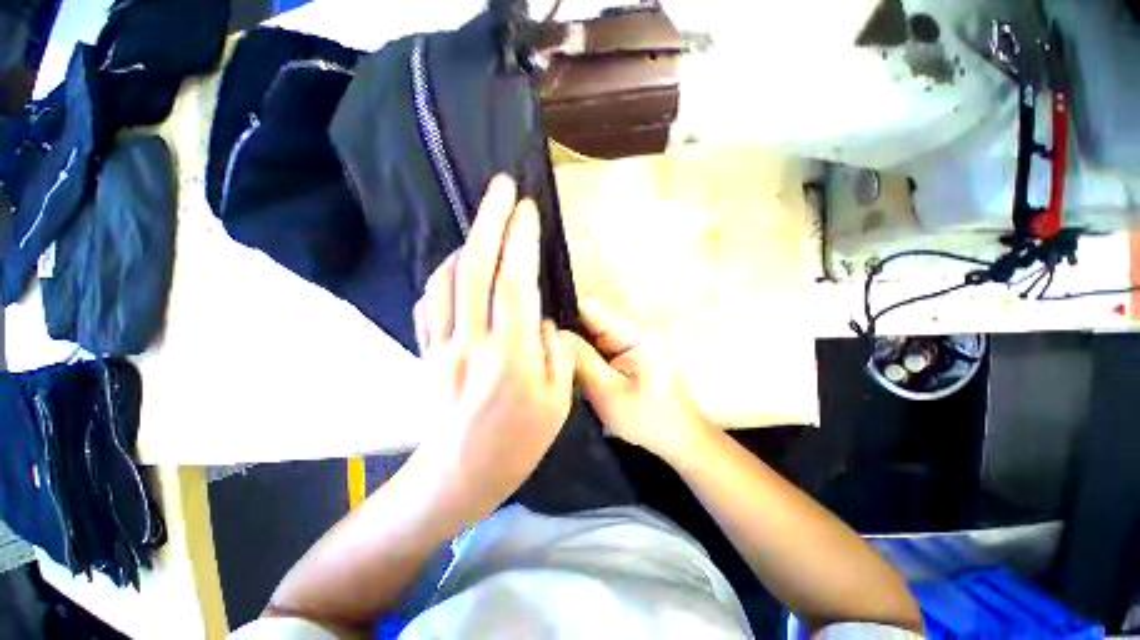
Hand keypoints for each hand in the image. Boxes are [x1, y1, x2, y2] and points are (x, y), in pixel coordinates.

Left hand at [412, 175, 574, 520]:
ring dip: (466, 244)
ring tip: (484, 227)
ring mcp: (442, 347)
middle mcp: (473, 344)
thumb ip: (556, 350)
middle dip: (489, 220)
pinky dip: (444, 275)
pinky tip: (459, 268)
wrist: (460, 476)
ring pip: (446, 279)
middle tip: (501, 187)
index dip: (521, 240)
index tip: (527, 208)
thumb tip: (542, 317)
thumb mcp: (560, 400)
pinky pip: (429, 302)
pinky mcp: (425, 354)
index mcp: (513, 357)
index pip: (516, 283)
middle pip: (476, 267)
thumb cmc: (520, 443)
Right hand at [566, 303, 715, 464]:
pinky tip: (585, 374)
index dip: (565, 318)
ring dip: (582, 350)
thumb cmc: (647, 418)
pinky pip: (605, 347)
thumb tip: (555, 335)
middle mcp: (635, 329)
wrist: (681, 437)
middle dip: (572, 338)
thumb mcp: (607, 393)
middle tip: (555, 361)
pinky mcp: (635, 351)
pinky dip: (593, 358)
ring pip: (595, 336)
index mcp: (633, 334)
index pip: (589, 310)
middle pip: (591, 321)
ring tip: (568, 370)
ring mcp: (636, 340)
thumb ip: (581, 360)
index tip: (546, 338)